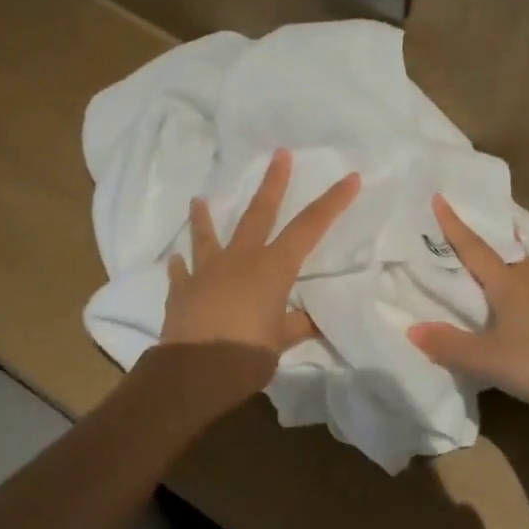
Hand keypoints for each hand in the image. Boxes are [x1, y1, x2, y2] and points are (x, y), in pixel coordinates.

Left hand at [161, 149, 359, 357]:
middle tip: (279, 154)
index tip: (351, 178)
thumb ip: (297, 324)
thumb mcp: (281, 341)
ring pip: (208, 236)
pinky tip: (177, 260)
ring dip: (205, 217)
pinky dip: (181, 266)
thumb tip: (310, 319)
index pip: (309, 227)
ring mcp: (207, 272)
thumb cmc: (247, 355)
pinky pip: (182, 273)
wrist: (195, 373)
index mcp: (273, 268)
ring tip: (199, 199)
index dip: (332, 202)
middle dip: (273, 183)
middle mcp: (241, 260)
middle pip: (259, 214)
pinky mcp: (182, 290)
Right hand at [408, 195, 528, 412]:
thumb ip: (449, 344)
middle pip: (510, 254)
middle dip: (495, 237)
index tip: (441, 198)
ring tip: (518, 248)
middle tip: (487, 222)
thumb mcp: (486, 359)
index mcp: (508, 287)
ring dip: (523, 257)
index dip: (455, 226)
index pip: (474, 250)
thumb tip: (412, 329)